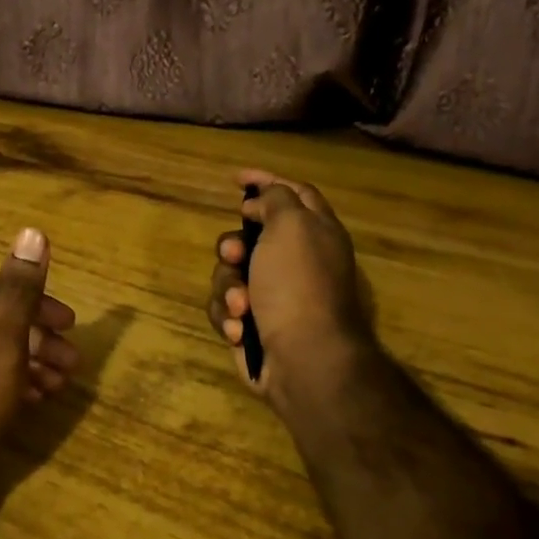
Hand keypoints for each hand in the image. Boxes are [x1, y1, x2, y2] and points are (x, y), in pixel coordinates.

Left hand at [0, 228, 79, 501]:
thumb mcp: (1, 345)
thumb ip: (20, 291)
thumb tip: (33, 232)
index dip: (41, 307)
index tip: (73, 328)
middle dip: (39, 342)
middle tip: (74, 364)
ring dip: (29, 365)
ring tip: (61, 387)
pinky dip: (7, 386)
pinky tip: (33, 403)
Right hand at [207, 170, 374, 409]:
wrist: (303, 359)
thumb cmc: (298, 285)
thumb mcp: (291, 225)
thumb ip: (275, 199)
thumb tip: (257, 205)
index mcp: (314, 232)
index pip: (292, 193)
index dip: (265, 181)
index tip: (236, 179)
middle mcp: (294, 260)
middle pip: (249, 235)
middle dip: (232, 245)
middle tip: (235, 254)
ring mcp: (272, 294)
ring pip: (228, 272)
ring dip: (228, 287)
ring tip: (242, 306)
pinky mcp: (252, 324)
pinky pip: (224, 307)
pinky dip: (228, 316)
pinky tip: (241, 330)